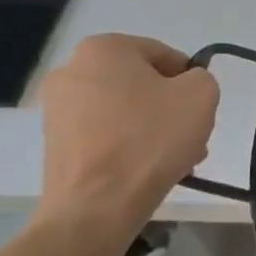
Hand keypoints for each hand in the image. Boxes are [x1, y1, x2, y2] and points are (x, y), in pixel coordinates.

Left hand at [35, 34, 220, 245]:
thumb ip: (201, 78)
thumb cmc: (151, 139)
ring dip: (152, 128)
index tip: (198, 109)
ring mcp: (56, 109)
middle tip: (189, 135)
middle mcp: (71, 70)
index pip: (164, 55)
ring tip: (174, 159)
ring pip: (124, 111)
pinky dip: (128, 146)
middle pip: (142, 84)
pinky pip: (104, 134)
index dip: (189, 81)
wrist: (96, 206)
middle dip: (168, 107)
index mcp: (104, 48)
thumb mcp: (201, 95)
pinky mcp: (54, 143)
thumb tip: (185, 86)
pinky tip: (147, 169)